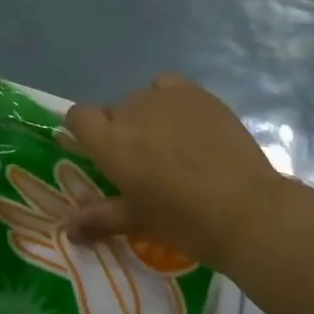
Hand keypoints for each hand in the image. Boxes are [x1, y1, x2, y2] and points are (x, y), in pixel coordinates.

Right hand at [64, 74, 283, 273]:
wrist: (246, 210)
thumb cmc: (185, 221)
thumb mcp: (137, 221)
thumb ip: (98, 218)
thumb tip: (68, 229)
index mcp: (110, 143)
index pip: (78, 116)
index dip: (85, 131)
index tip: (100, 152)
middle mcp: (131, 112)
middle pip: (113, 110)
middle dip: (121, 130)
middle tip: (143, 161)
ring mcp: (165, 99)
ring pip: (141, 98)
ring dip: (146, 116)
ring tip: (171, 143)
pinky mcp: (196, 93)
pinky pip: (168, 84)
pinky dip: (169, 97)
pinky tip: (185, 120)